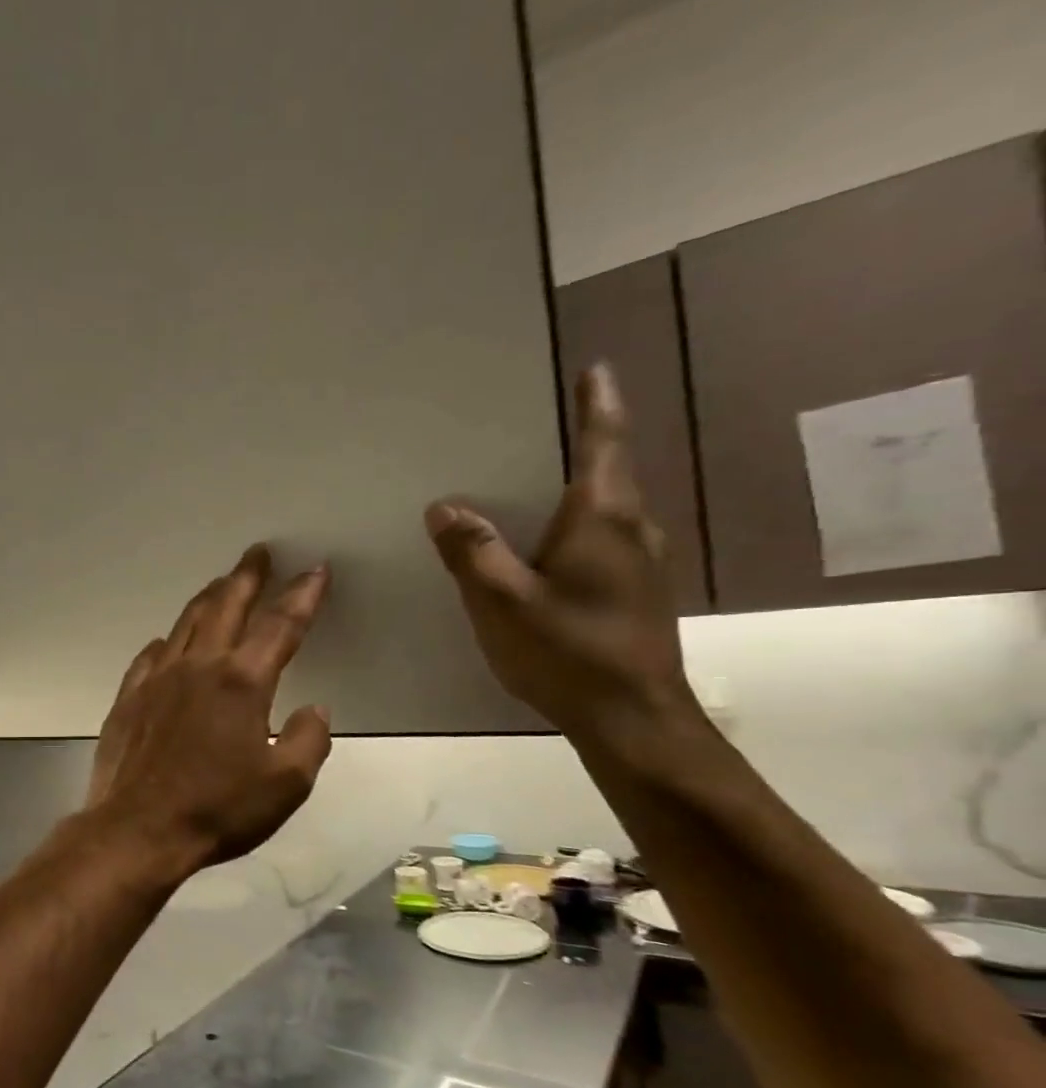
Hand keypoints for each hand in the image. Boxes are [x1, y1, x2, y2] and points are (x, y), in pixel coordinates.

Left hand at [86, 546, 332, 877]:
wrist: (138, 828)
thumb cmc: (217, 809)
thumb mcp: (286, 785)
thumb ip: (309, 740)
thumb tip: (314, 709)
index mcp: (242, 682)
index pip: (281, 625)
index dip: (302, 595)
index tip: (315, 570)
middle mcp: (198, 666)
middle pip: (226, 606)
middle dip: (247, 576)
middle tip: (257, 552)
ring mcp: (157, 678)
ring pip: (186, 623)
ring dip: (208, 598)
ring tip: (220, 583)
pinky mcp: (129, 697)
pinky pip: (151, 655)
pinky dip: (167, 641)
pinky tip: (168, 641)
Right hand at [425, 365, 698, 742]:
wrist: (632, 719)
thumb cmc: (568, 652)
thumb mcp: (502, 601)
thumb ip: (472, 551)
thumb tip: (445, 506)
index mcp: (602, 519)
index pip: (603, 444)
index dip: (597, 404)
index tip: (595, 369)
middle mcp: (631, 529)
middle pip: (607, 471)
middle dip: (580, 442)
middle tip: (540, 423)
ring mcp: (641, 563)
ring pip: (606, 508)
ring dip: (577, 487)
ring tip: (534, 482)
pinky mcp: (637, 591)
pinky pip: (604, 539)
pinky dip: (576, 525)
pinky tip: (546, 545)